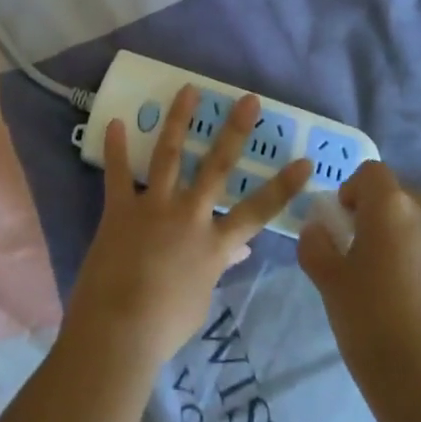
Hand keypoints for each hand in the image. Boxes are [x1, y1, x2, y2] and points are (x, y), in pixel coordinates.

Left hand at [64, 87, 312, 367]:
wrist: (119, 331)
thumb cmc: (166, 325)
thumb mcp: (202, 298)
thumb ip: (219, 267)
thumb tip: (240, 249)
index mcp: (214, 244)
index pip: (258, 211)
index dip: (283, 186)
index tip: (305, 161)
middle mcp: (189, 216)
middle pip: (217, 166)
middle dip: (235, 131)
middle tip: (248, 99)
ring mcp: (154, 208)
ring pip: (170, 155)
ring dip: (179, 120)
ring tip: (187, 89)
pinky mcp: (120, 209)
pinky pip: (117, 174)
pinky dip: (116, 148)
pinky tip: (116, 121)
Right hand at [297, 161, 420, 421]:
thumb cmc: (369, 321)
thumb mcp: (328, 280)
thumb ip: (316, 243)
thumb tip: (318, 228)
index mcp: (390, 206)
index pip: (371, 172)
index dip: (354, 190)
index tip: (345, 222)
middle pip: (402, 194)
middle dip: (384, 212)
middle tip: (368, 251)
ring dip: (411, 236)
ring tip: (399, 280)